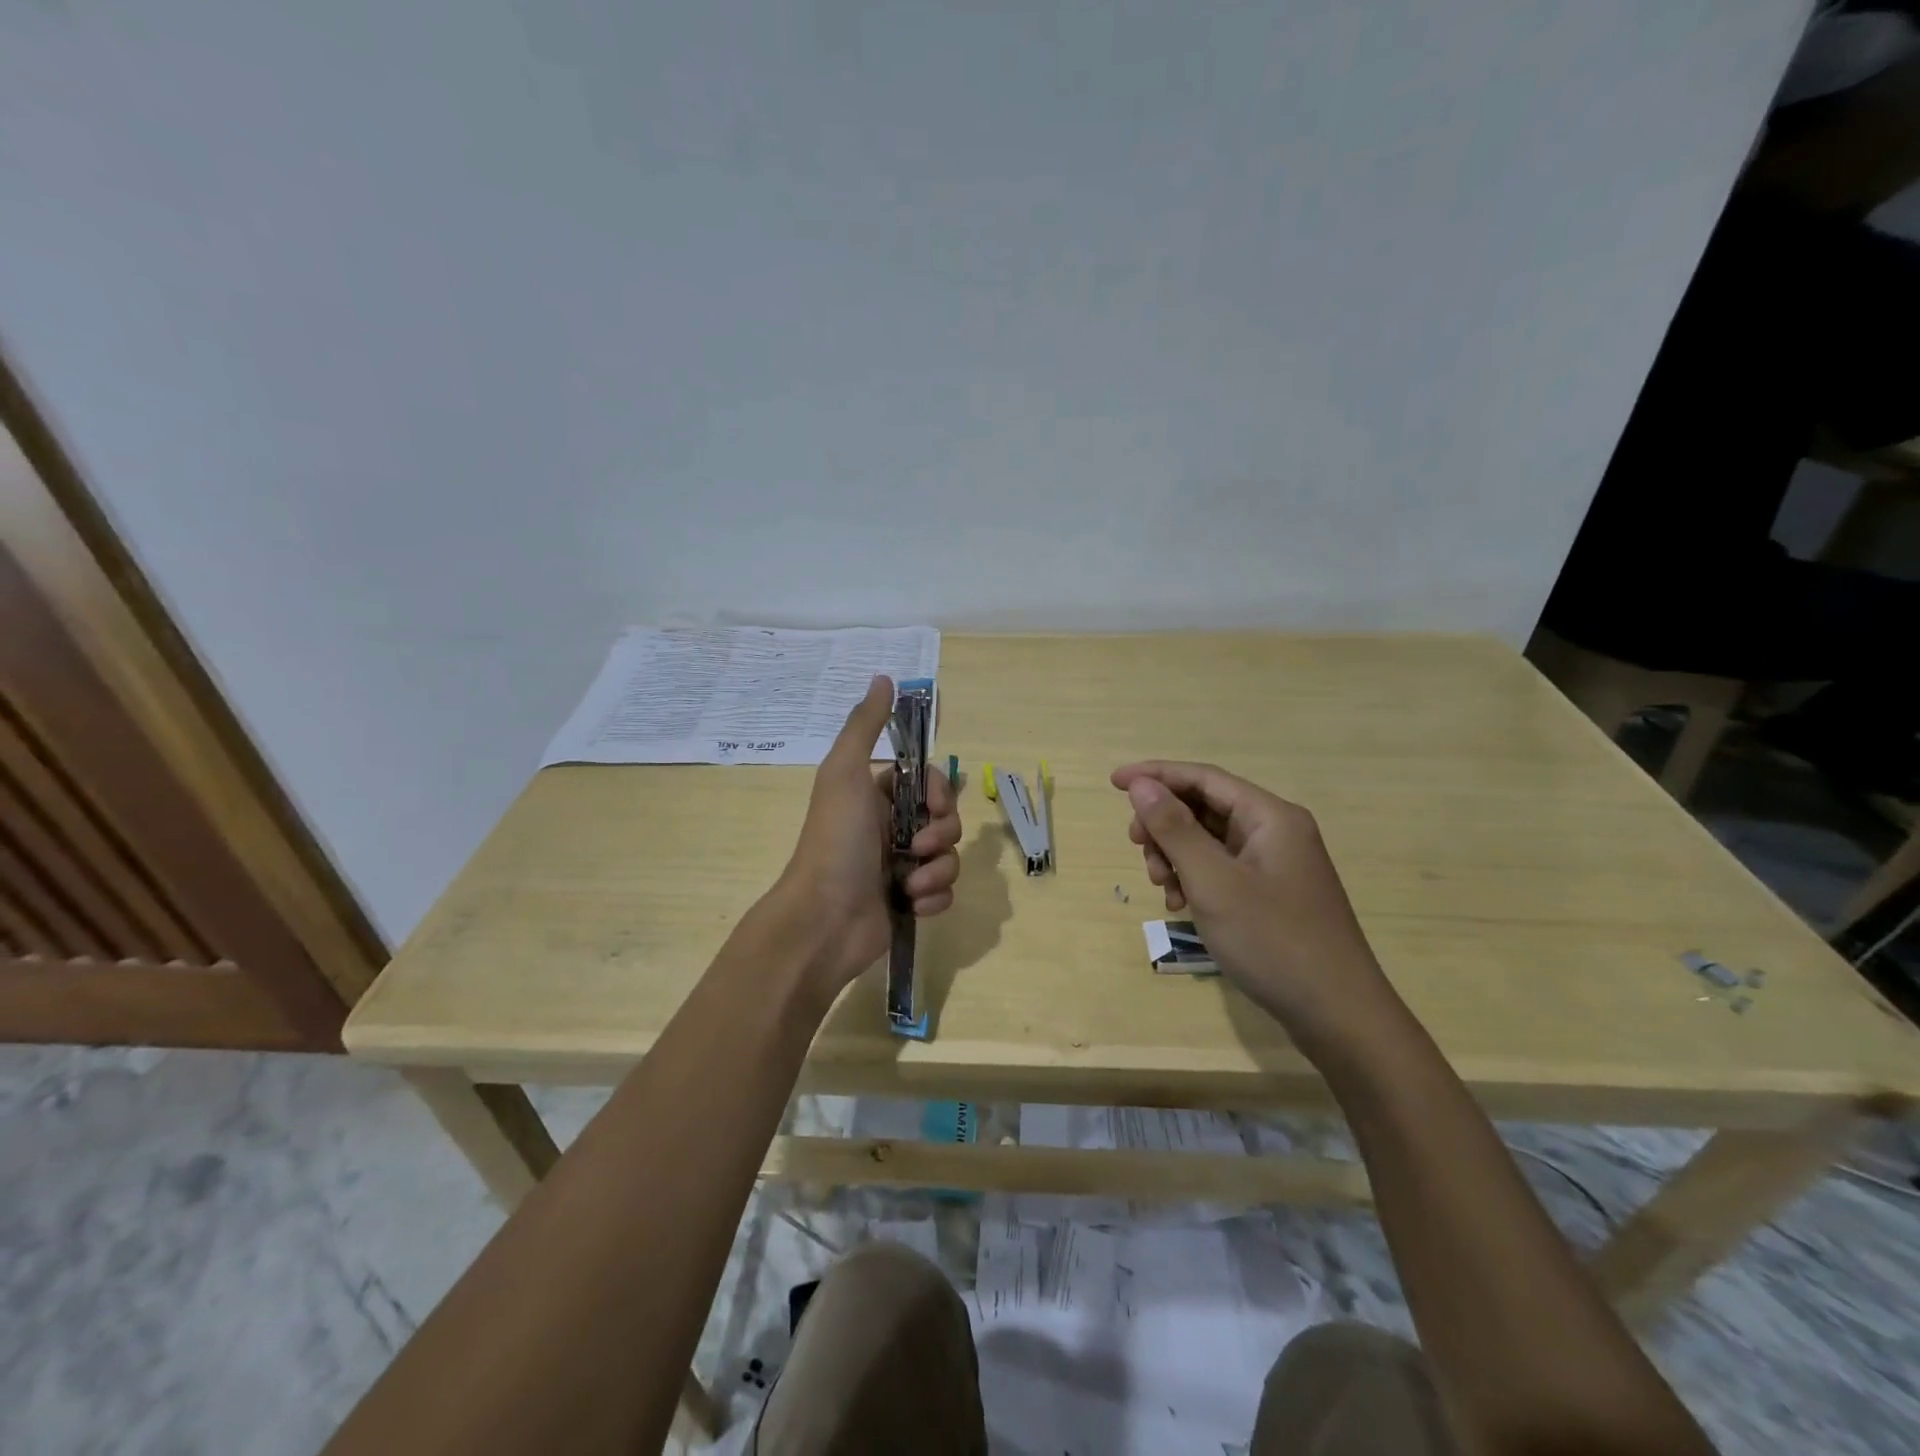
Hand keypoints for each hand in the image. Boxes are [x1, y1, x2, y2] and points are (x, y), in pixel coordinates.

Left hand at [772, 675, 961, 994]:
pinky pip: (944, 893)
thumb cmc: (836, 841)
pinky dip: (934, 899)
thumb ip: (865, 726)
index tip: (934, 804)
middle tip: (917, 846)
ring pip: (949, 857)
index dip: (940, 792)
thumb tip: (885, 678)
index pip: (930, 783)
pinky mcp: (909, 903)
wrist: (823, 919)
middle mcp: (891, 829)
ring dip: (937, 870)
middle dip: (942, 833)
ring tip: (908, 884)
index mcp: (878, 798)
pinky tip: (910, 905)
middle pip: (946, 820)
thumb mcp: (845, 773)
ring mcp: (900, 868)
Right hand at [1112, 761, 1400, 1049]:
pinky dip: (1195, 879)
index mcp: (1269, 816)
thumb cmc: (1273, 941)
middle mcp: (1275, 831)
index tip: (1113, 783)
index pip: (1203, 777)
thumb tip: (1141, 785)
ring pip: (1210, 840)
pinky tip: (1181, 906)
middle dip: (1164, 825)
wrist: (1338, 1015)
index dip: (1155, 775)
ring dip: (1176, 855)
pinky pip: (1222, 869)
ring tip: (1162, 888)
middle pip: (1205, 807)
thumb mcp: (1213, 882)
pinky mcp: (1272, 893)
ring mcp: (1276, 864)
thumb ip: (1175, 829)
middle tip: (1138, 850)